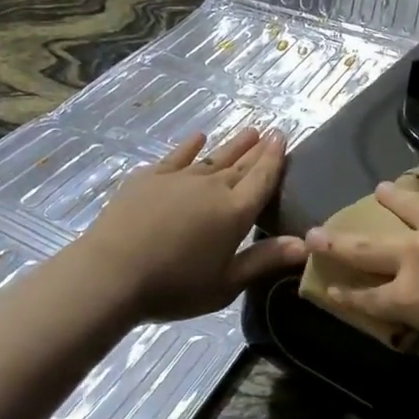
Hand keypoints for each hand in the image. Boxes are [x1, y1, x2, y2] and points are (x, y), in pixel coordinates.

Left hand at [77, 128, 305, 322]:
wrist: (111, 273)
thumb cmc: (173, 286)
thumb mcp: (225, 284)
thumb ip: (264, 260)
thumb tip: (306, 244)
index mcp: (234, 213)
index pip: (261, 179)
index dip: (274, 159)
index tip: (282, 137)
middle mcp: (211, 187)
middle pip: (241, 165)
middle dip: (258, 149)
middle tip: (271, 132)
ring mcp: (178, 178)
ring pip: (213, 157)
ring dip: (232, 145)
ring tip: (248, 131)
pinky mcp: (149, 178)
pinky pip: (176, 156)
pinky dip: (190, 147)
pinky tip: (198, 138)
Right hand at [306, 185, 418, 375]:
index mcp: (412, 298)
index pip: (364, 297)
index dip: (341, 292)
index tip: (324, 284)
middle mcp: (418, 254)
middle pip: (366, 246)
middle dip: (336, 242)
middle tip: (314, 233)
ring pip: (405, 204)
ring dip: (389, 200)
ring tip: (379, 191)